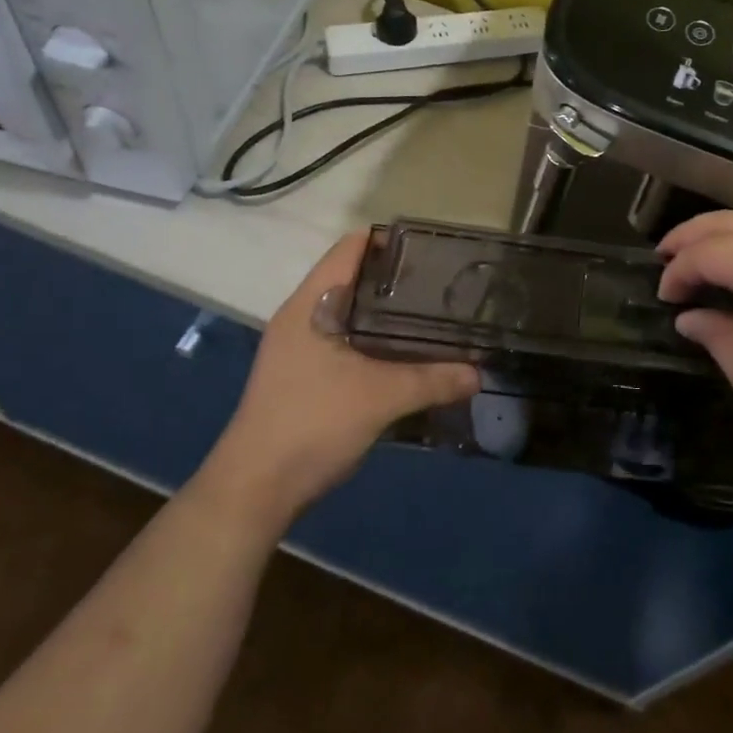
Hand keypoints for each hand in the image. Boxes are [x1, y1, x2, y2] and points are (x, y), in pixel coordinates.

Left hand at [200, 233, 477, 525]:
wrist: (254, 491)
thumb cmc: (311, 424)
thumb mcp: (380, 398)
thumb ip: (432, 380)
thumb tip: (478, 373)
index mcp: (310, 305)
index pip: (349, 249)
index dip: (388, 241)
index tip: (431, 248)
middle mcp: (301, 317)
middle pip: (353, 279)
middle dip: (396, 279)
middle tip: (443, 284)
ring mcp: (299, 348)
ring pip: (351, 314)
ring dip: (387, 315)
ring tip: (433, 316)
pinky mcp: (304, 376)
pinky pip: (346, 342)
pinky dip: (375, 341)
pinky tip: (406, 355)